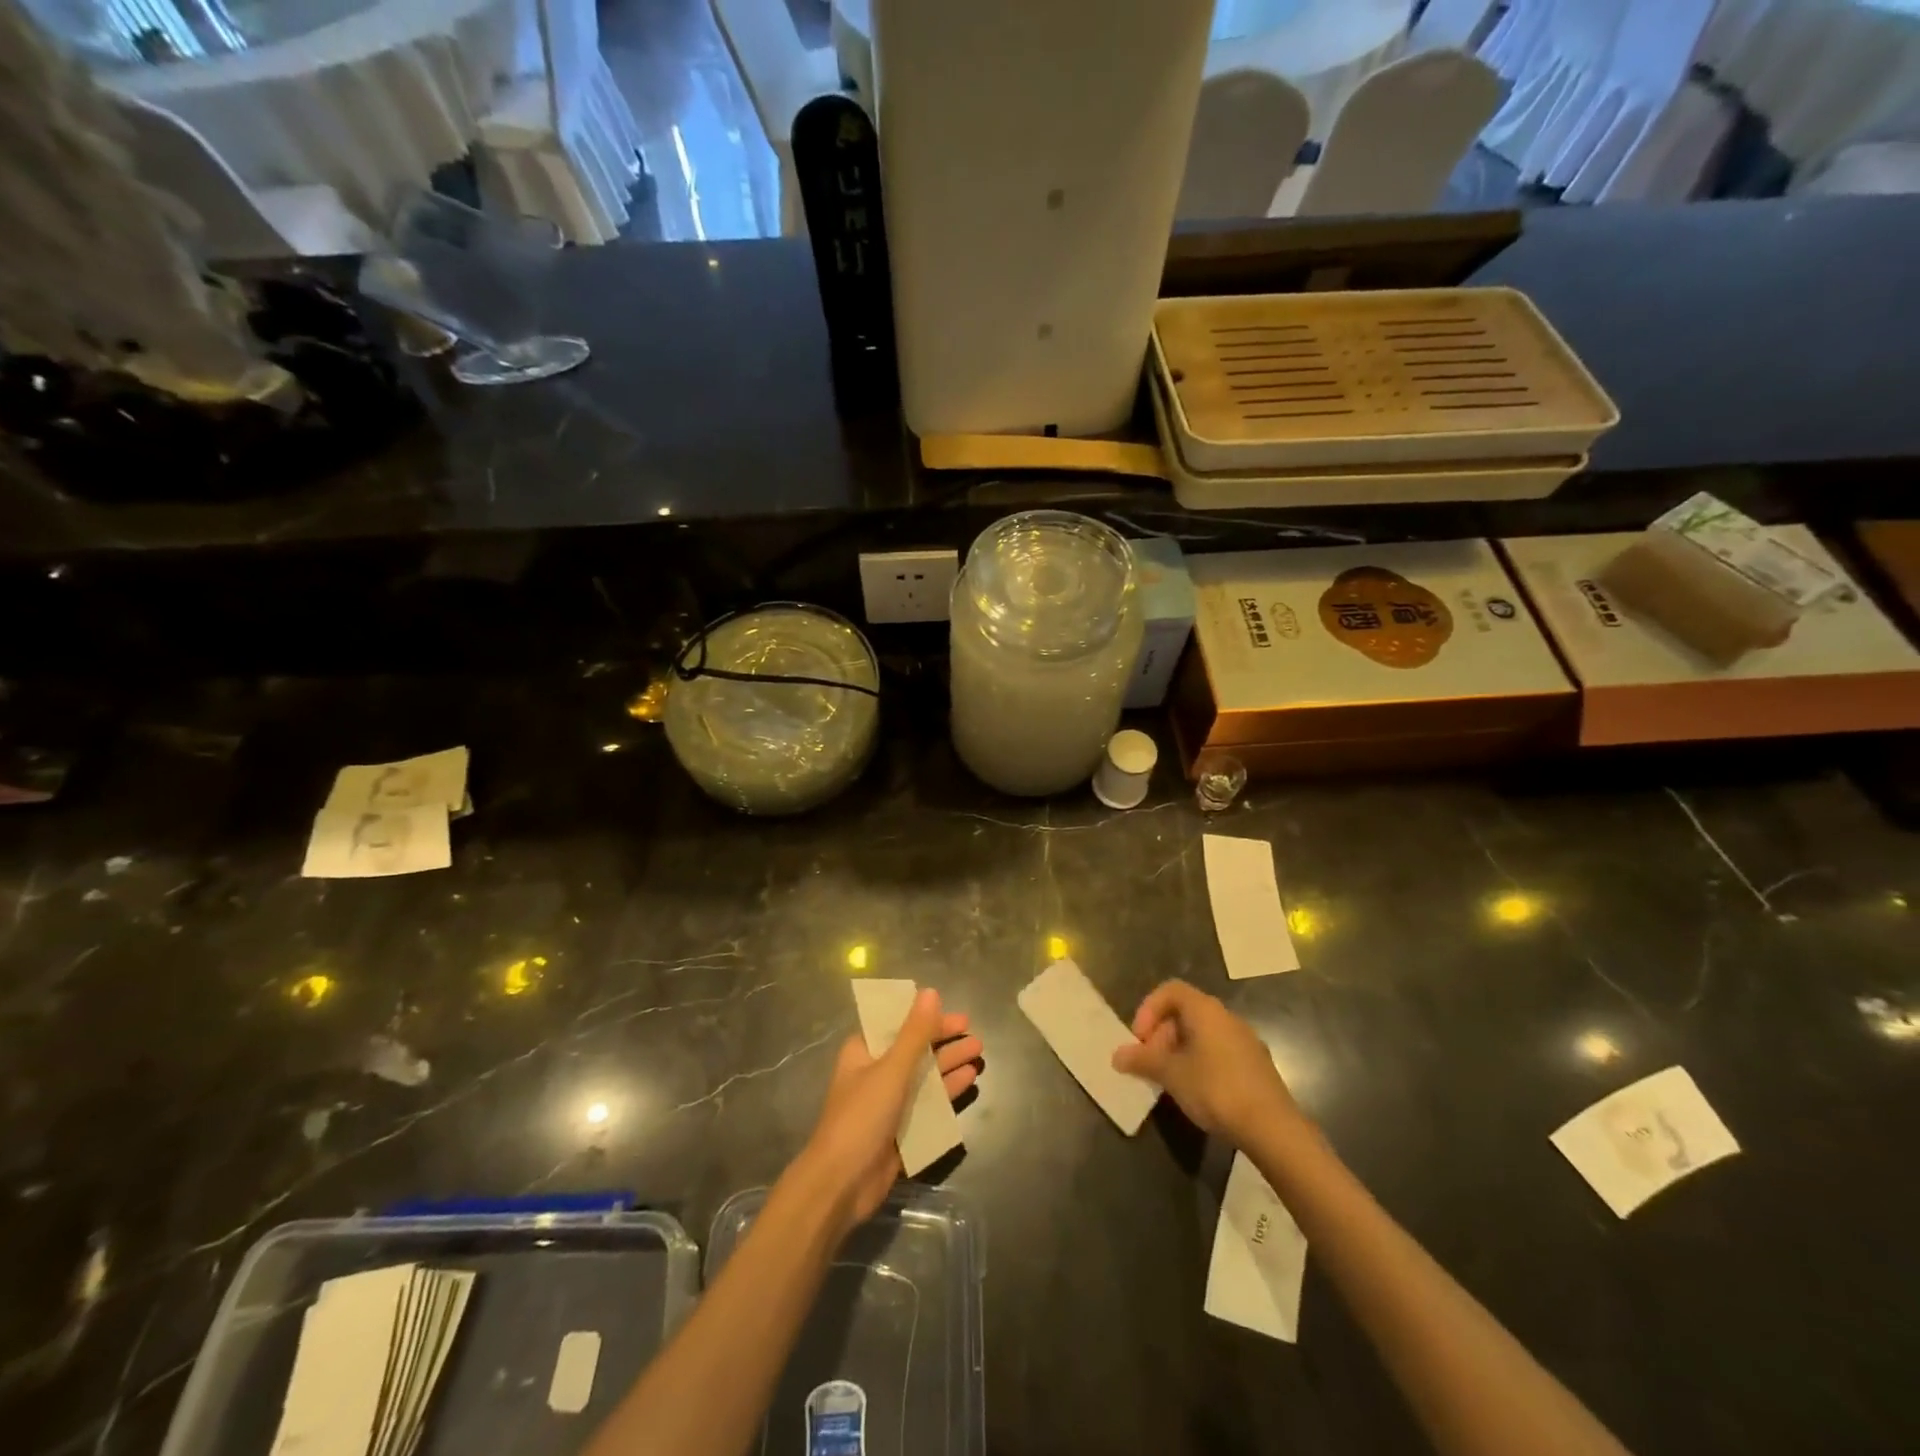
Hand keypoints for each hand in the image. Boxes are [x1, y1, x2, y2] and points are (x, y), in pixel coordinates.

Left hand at [798, 990, 982, 1232]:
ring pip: (924, 1076)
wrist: (841, 1185)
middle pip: (915, 1049)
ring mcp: (888, 1103)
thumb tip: (930, 992)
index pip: (897, 1024)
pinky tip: (969, 1080)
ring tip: (978, 1053)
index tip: (953, 1014)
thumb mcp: (891, 1069)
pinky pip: (928, 1104)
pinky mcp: (900, 1130)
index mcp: (864, 1052)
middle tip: (974, 1035)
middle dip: (944, 1041)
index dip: (925, 1016)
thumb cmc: (861, 1117)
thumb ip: (915, 1033)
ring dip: (949, 1064)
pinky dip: (947, 1092)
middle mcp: (875, 1073)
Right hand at [1111, 980, 1299, 1145]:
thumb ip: (1142, 1060)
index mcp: (1206, 1010)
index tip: (1139, 1039)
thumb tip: (1117, 1055)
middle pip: (1185, 1012)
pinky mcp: (1256, 1065)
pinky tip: (1195, 1091)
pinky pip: (1218, 1051)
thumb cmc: (1215, 1089)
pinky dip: (1199, 1062)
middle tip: (1150, 1063)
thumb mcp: (1171, 1074)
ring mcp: (1245, 1041)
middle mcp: (1227, 1017)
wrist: (1273, 1128)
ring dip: (1179, 1050)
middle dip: (1161, 1034)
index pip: (1170, 990)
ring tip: (1169, 1080)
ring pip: (1202, 1034)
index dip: (1148, 1009)